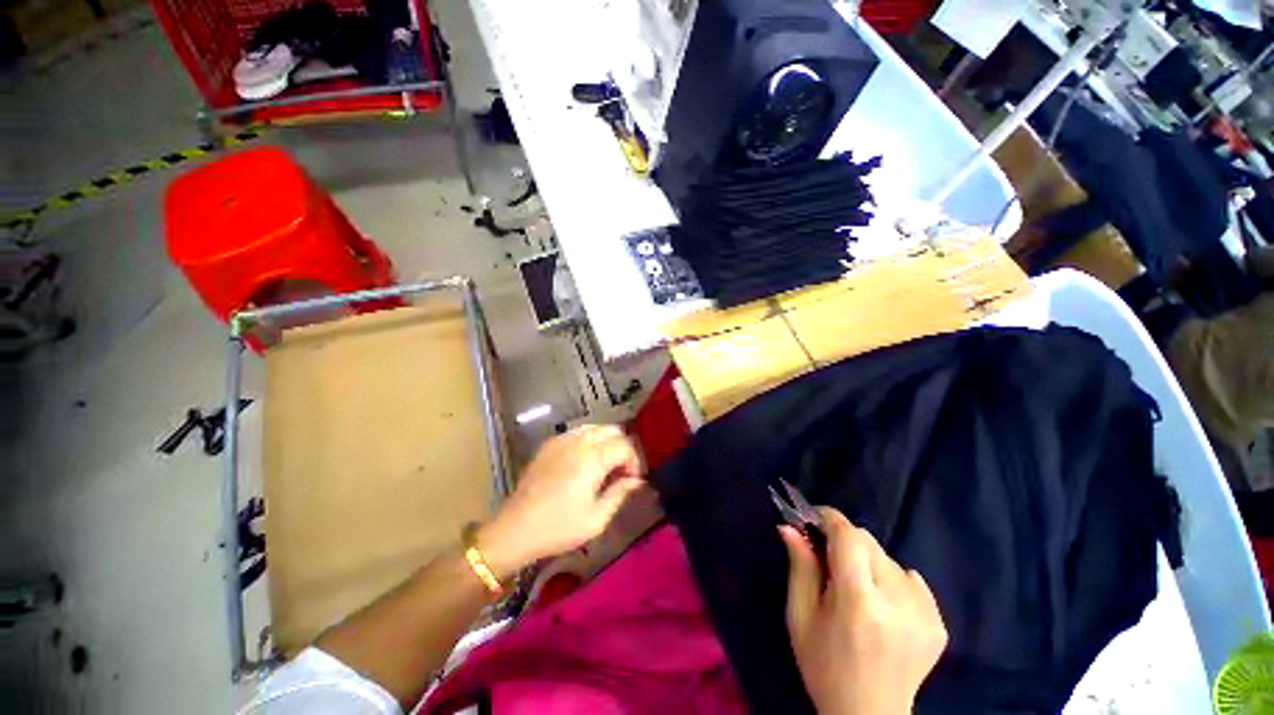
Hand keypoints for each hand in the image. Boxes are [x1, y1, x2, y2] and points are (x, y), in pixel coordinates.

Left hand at [477, 425, 644, 578]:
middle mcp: (579, 441)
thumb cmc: (559, 528)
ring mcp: (562, 439)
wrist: (516, 529)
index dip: (634, 461)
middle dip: (623, 448)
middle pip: (613, 430)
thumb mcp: (597, 519)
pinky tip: (584, 461)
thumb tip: (637, 480)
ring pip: (596, 427)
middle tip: (620, 472)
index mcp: (593, 459)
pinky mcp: (550, 443)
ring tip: (604, 465)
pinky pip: (578, 432)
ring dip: (607, 441)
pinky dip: (589, 440)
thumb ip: (620, 493)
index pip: (625, 446)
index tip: (631, 480)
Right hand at [783, 507, 947, 714]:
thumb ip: (799, 567)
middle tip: (828, 559)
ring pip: (888, 557)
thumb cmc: (824, 666)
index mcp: (858, 601)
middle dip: (844, 541)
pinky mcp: (938, 622)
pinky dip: (892, 579)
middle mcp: (896, 601)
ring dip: (867, 561)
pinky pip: (910, 578)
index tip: (813, 517)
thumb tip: (789, 526)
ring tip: (856, 588)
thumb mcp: (800, 617)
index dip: (829, 519)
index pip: (848, 536)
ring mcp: (924, 613)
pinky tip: (882, 604)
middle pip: (868, 542)